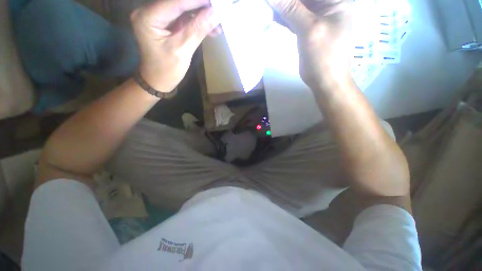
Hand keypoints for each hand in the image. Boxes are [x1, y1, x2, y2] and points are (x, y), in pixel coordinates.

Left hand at [131, 0, 220, 92]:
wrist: (158, 80)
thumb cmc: (167, 70)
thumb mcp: (183, 51)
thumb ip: (198, 30)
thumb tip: (216, 13)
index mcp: (148, 17)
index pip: (176, 2)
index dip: (198, 0)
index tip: (217, 2)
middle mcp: (149, 11)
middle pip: (179, 2)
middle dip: (200, 6)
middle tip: (218, 10)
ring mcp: (158, 16)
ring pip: (183, 8)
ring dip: (201, 15)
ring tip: (218, 24)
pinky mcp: (165, 23)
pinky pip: (183, 17)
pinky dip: (197, 22)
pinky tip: (210, 28)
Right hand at [267, 0, 352, 90]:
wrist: (325, 81)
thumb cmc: (325, 57)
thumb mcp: (310, 30)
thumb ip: (291, 9)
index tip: (274, 1)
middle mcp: (325, 4)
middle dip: (284, 1)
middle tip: (268, 4)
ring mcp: (314, 17)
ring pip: (294, 5)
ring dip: (280, 6)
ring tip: (267, 8)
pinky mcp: (305, 29)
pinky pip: (291, 18)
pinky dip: (280, 16)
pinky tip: (270, 15)